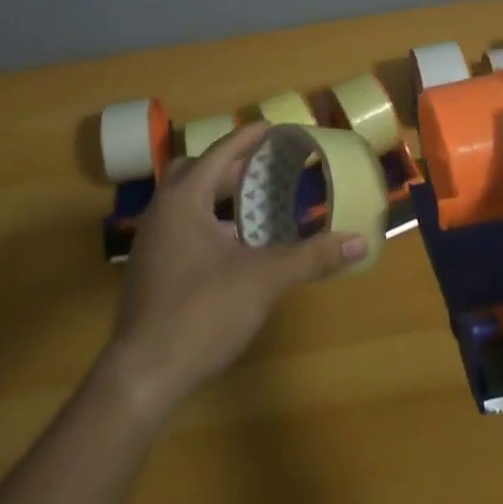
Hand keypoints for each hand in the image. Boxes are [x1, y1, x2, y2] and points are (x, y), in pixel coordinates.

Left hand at [101, 122, 368, 419]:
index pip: (219, 153)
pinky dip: (204, 223)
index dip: (246, 139)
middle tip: (262, 168)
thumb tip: (359, 241)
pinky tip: (230, 247)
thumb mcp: (264, 280)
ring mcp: (150, 242)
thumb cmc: (203, 312)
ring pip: (184, 201)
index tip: (270, 128)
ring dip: (214, 196)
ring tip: (250, 205)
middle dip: (228, 166)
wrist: (143, 376)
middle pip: (195, 172)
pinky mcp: (148, 270)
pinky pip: (179, 227)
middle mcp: (162, 211)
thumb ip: (311, 257)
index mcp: (184, 198)